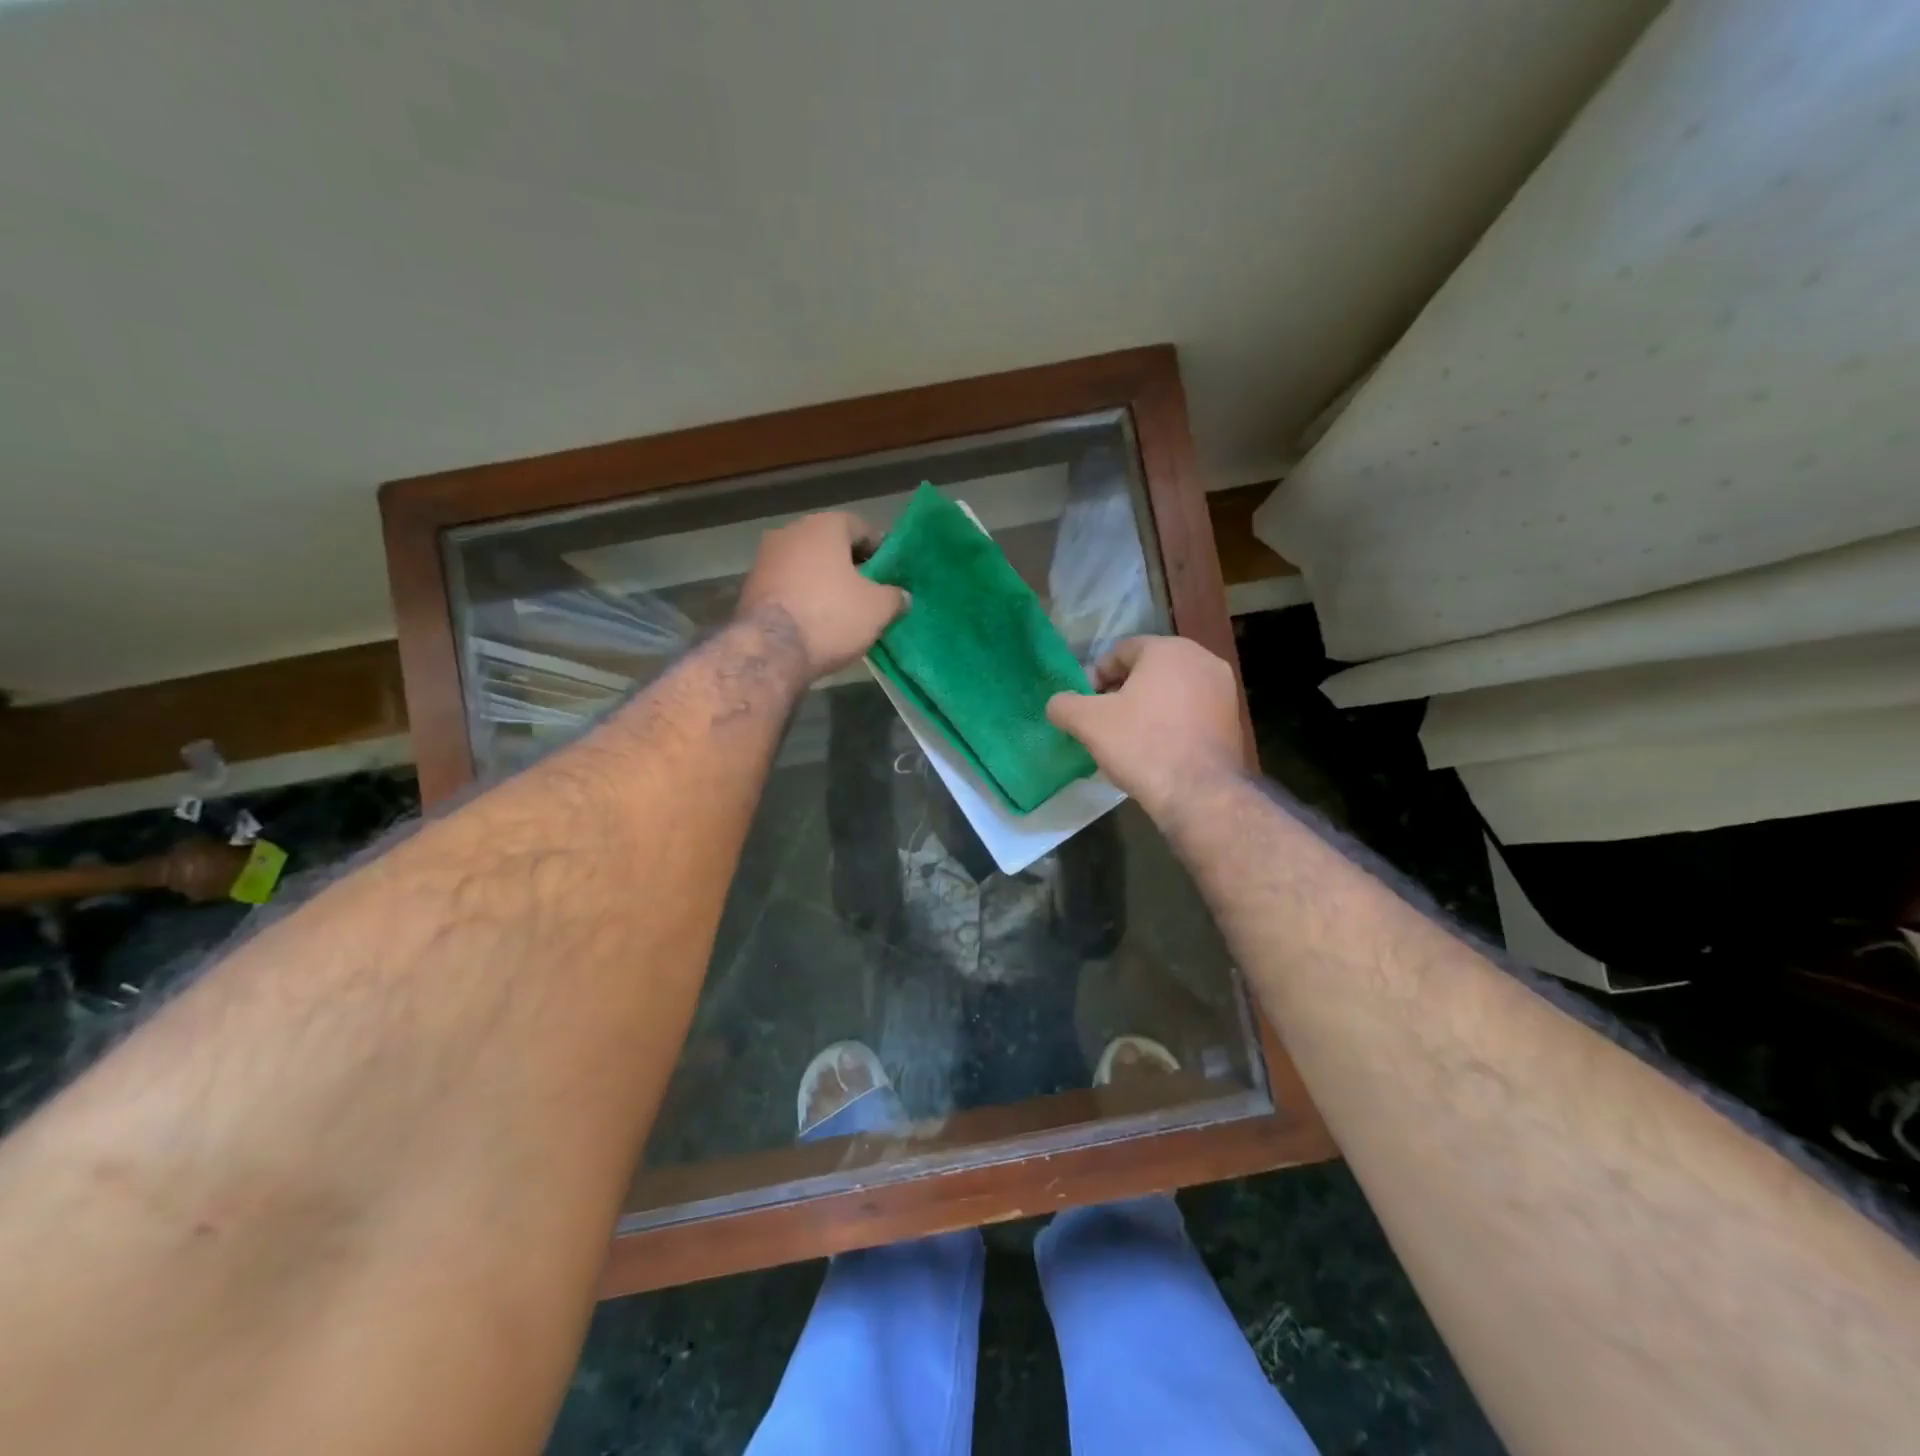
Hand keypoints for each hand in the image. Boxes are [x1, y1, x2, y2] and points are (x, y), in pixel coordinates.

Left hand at [736, 512, 909, 679]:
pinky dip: (802, 596)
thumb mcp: (878, 609)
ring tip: (841, 609)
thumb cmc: (831, 616)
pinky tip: (814, 620)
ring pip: (805, 565)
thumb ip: (895, 597)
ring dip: (823, 582)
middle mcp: (790, 532)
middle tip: (868, 591)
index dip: (879, 550)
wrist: (771, 650)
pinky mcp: (749, 587)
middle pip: (829, 545)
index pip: (860, 528)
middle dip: (849, 566)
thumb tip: (900, 596)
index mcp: (824, 526)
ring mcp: (765, 558)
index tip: (890, 573)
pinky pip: (787, 585)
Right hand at [1046, 636, 1244, 816]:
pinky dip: (1172, 721)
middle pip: (1149, 669)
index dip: (1097, 676)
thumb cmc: (1141, 745)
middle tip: (1105, 720)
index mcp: (1168, 649)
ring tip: (1130, 736)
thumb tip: (1057, 703)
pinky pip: (1192, 710)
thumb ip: (1065, 705)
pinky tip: (1157, 748)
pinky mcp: (1233, 718)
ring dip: (1148, 706)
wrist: (1199, 793)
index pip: (1121, 651)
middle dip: (1124, 690)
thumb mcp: (1089, 723)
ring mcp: (1223, 689)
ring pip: (1172, 690)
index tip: (1086, 704)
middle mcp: (1201, 659)